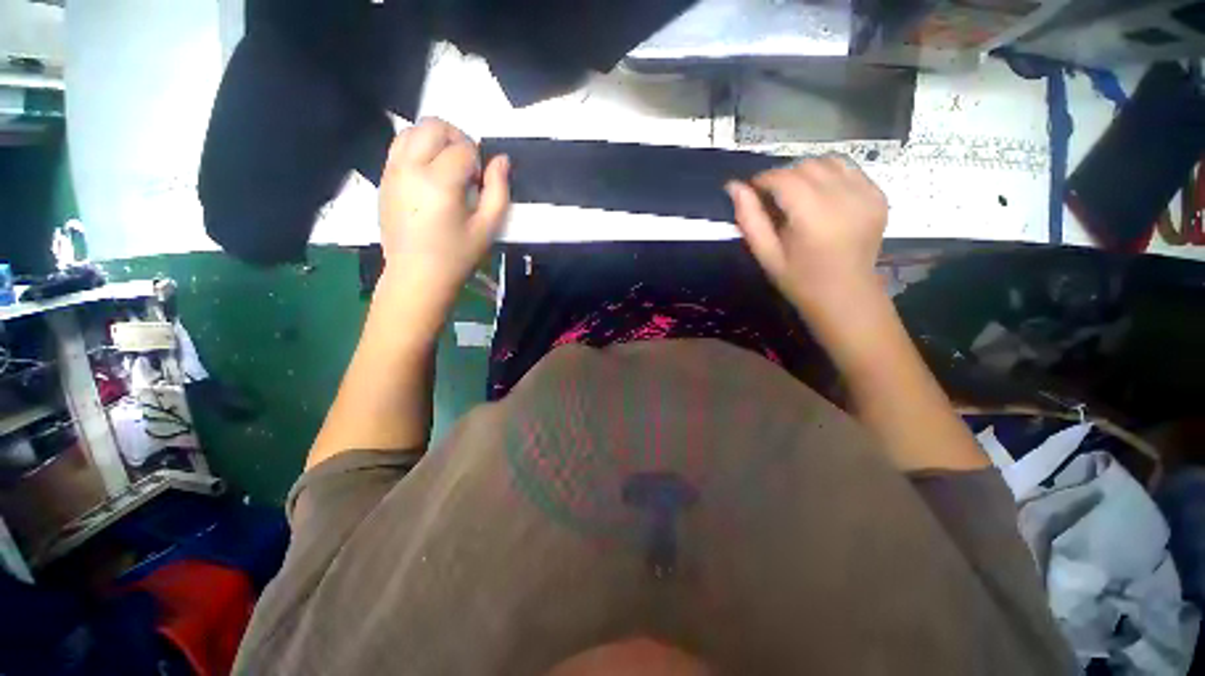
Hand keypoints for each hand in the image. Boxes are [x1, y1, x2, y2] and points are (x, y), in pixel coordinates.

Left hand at [378, 118, 509, 304]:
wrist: (416, 275)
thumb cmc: (457, 255)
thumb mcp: (488, 227)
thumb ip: (498, 190)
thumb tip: (501, 160)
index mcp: (439, 182)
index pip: (464, 149)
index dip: (479, 162)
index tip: (480, 185)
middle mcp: (410, 167)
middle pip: (434, 126)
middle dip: (457, 139)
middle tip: (467, 167)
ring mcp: (392, 171)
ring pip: (413, 130)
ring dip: (435, 140)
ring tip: (448, 167)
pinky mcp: (384, 178)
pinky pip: (399, 146)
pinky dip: (418, 148)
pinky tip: (430, 175)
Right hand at [726, 156, 886, 324]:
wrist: (847, 295)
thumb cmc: (800, 280)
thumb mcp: (767, 255)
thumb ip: (750, 219)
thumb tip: (734, 186)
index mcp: (813, 216)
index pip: (784, 178)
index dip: (763, 180)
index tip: (752, 191)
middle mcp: (843, 197)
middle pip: (806, 166)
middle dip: (784, 176)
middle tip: (774, 199)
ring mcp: (866, 194)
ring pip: (829, 162)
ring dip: (807, 173)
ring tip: (798, 196)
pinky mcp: (879, 195)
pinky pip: (850, 170)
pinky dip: (831, 176)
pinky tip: (823, 198)